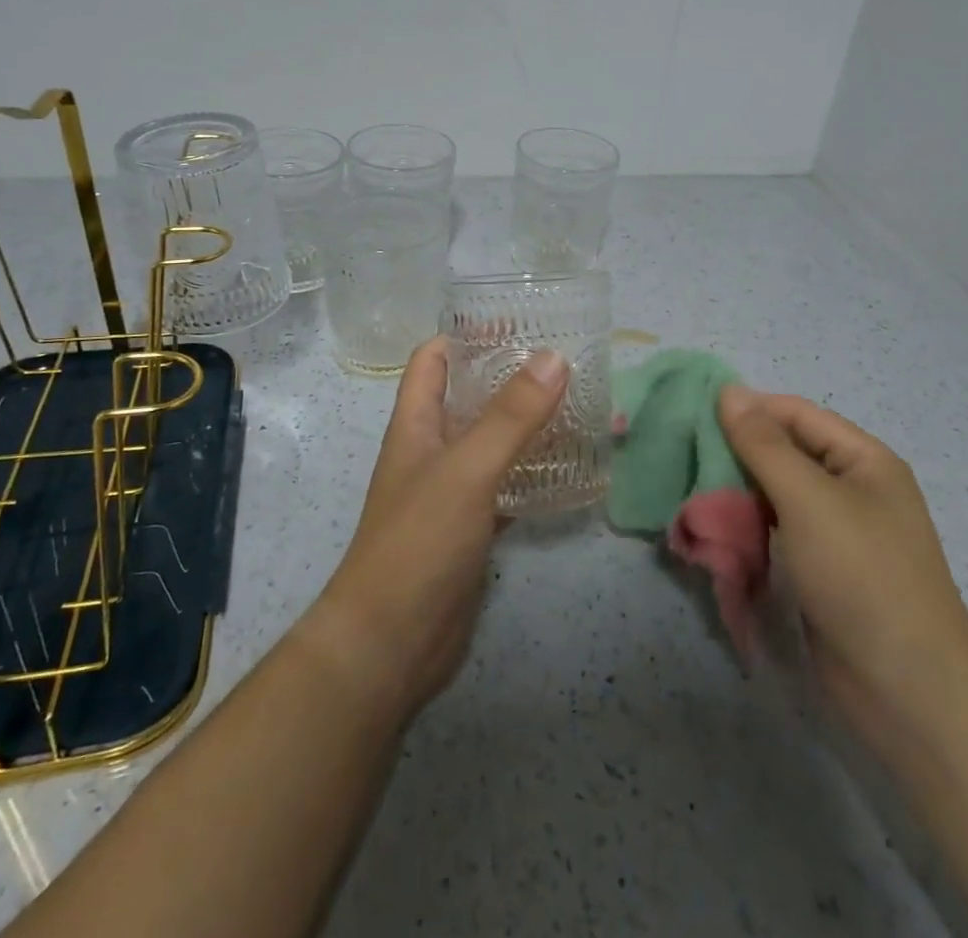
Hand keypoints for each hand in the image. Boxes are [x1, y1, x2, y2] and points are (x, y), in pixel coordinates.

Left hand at [296, 336, 568, 724]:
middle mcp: (431, 449)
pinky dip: (533, 471)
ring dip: (527, 423)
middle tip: (565, 361)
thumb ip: (511, 416)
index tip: (517, 322)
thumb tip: (554, 357)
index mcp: (416, 423)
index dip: (467, 334)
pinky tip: (570, 467)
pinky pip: (505, 483)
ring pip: (491, 441)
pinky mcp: (471, 527)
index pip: (434, 359)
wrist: (390, 644)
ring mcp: (451, 490)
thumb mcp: (467, 469)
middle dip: (510, 377)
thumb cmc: (418, 541)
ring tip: (578, 404)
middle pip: (469, 397)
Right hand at [717, 388, 967, 746]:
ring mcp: (838, 531)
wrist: (907, 688)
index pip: (795, 413)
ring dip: (739, 491)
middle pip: (786, 451)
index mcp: (863, 459)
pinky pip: (779, 530)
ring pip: (778, 493)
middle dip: (738, 453)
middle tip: (688, 460)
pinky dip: (750, 526)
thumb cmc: (860, 575)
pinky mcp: (823, 569)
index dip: (748, 410)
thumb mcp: (808, 498)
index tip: (694, 417)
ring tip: (696, 495)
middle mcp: (853, 488)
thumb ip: (763, 443)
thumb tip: (729, 390)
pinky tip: (719, 530)